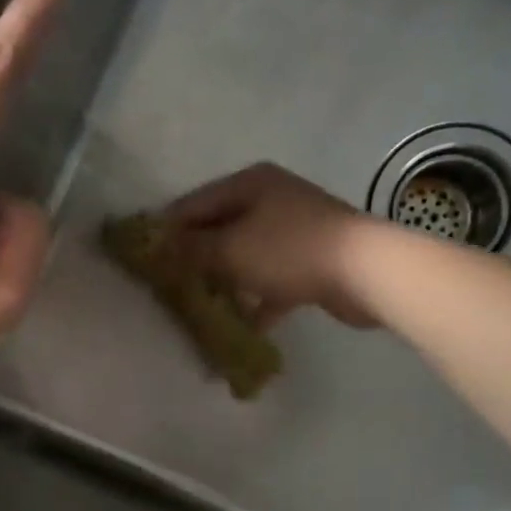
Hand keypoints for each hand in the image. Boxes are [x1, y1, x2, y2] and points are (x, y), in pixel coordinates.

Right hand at [162, 163, 382, 328]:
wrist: (365, 271)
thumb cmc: (288, 251)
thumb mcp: (229, 249)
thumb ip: (191, 249)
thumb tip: (160, 246)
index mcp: (249, 184)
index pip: (194, 204)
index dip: (168, 230)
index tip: (145, 257)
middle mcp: (271, 199)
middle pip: (220, 229)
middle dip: (196, 258)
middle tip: (169, 285)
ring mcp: (293, 230)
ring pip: (245, 256)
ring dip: (225, 281)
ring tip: (201, 307)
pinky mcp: (310, 261)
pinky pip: (271, 279)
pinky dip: (257, 300)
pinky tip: (242, 326)